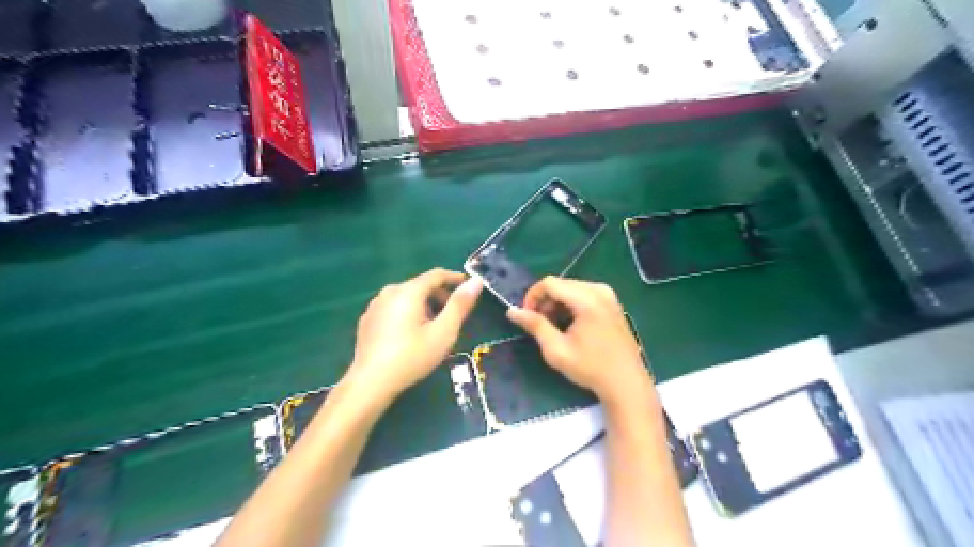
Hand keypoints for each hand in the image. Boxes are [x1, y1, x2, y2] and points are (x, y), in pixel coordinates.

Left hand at [345, 269, 482, 402]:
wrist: (370, 383)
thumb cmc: (412, 357)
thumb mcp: (443, 332)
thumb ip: (460, 305)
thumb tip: (476, 281)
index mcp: (408, 291)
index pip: (436, 275)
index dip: (455, 278)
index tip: (469, 287)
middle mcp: (389, 292)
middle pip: (420, 286)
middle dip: (440, 296)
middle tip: (455, 315)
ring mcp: (375, 306)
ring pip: (406, 298)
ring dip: (424, 306)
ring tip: (434, 328)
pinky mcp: (367, 320)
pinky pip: (393, 308)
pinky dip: (408, 314)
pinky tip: (411, 335)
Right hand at [506, 278, 649, 405]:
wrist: (626, 383)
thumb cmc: (590, 368)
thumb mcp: (556, 349)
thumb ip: (535, 325)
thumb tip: (512, 311)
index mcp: (587, 299)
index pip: (550, 283)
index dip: (532, 296)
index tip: (526, 316)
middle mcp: (599, 290)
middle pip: (561, 284)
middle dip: (545, 301)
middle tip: (538, 324)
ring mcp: (608, 295)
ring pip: (571, 289)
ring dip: (557, 303)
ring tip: (552, 327)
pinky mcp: (612, 303)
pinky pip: (584, 294)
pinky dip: (570, 305)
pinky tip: (568, 325)